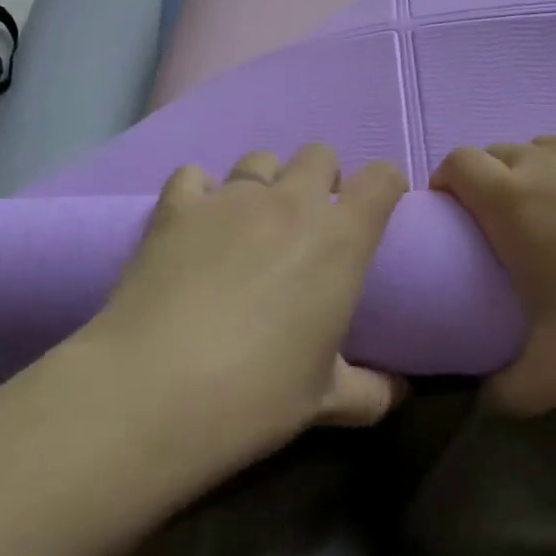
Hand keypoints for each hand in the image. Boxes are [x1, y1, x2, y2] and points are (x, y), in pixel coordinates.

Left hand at [79, 145, 409, 463]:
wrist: (155, 391)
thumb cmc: (256, 396)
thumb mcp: (325, 401)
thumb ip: (371, 391)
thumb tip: (400, 390)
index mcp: (339, 239)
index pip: (381, 179)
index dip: (386, 186)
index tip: (376, 211)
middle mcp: (290, 202)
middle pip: (319, 154)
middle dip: (322, 178)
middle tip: (309, 224)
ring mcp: (230, 197)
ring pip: (260, 159)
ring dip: (265, 183)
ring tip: (250, 224)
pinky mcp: (177, 205)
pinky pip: (194, 175)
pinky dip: (200, 191)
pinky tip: (195, 224)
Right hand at [433, 135, 555, 411]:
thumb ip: (507, 392)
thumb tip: (486, 401)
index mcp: (516, 200)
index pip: (457, 164)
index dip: (447, 185)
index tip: (457, 222)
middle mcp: (551, 159)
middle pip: (499, 153)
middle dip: (492, 182)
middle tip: (513, 234)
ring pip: (550, 149)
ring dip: (542, 176)